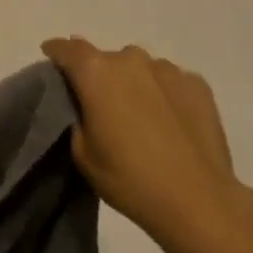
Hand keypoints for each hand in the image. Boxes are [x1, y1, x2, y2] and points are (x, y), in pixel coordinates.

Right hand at [42, 36, 246, 252]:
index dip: (56, 52)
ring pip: (140, 68)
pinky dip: (165, 95)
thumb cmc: (130, 180)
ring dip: (134, 84)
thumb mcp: (83, 154)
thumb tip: (84, 103)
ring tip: (143, 118)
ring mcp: (166, 69)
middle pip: (105, 59)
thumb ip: (77, 116)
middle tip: (104, 107)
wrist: (200, 203)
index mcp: (95, 72)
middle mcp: (129, 59)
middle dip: (100, 77)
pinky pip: (170, 82)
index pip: (67, 48)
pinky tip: (172, 123)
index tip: (52, 60)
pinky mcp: (197, 84)